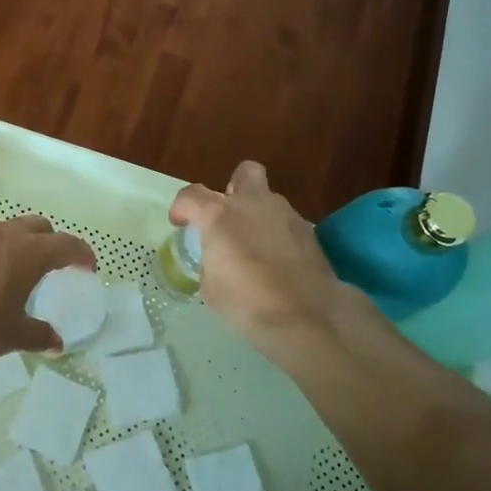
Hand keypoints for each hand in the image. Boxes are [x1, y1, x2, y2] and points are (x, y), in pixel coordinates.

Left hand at [0, 215, 95, 365]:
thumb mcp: (10, 338)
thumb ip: (37, 336)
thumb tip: (56, 344)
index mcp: (28, 254)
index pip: (66, 245)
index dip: (81, 254)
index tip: (88, 267)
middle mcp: (1, 234)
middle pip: (36, 226)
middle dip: (49, 242)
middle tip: (50, 267)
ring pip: (1, 230)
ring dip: (12, 245)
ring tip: (7, 274)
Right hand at [170, 162, 365, 351]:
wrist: (306, 317)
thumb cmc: (246, 302)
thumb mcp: (210, 288)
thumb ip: (210, 262)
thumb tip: (219, 259)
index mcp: (219, 215)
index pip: (191, 195)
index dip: (181, 208)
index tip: (181, 224)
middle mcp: (252, 204)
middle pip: (244, 173)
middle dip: (234, 188)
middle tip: (228, 217)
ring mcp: (285, 214)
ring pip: (268, 199)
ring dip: (258, 215)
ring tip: (255, 247)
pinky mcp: (309, 232)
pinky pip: (286, 223)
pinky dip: (278, 235)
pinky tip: (278, 262)